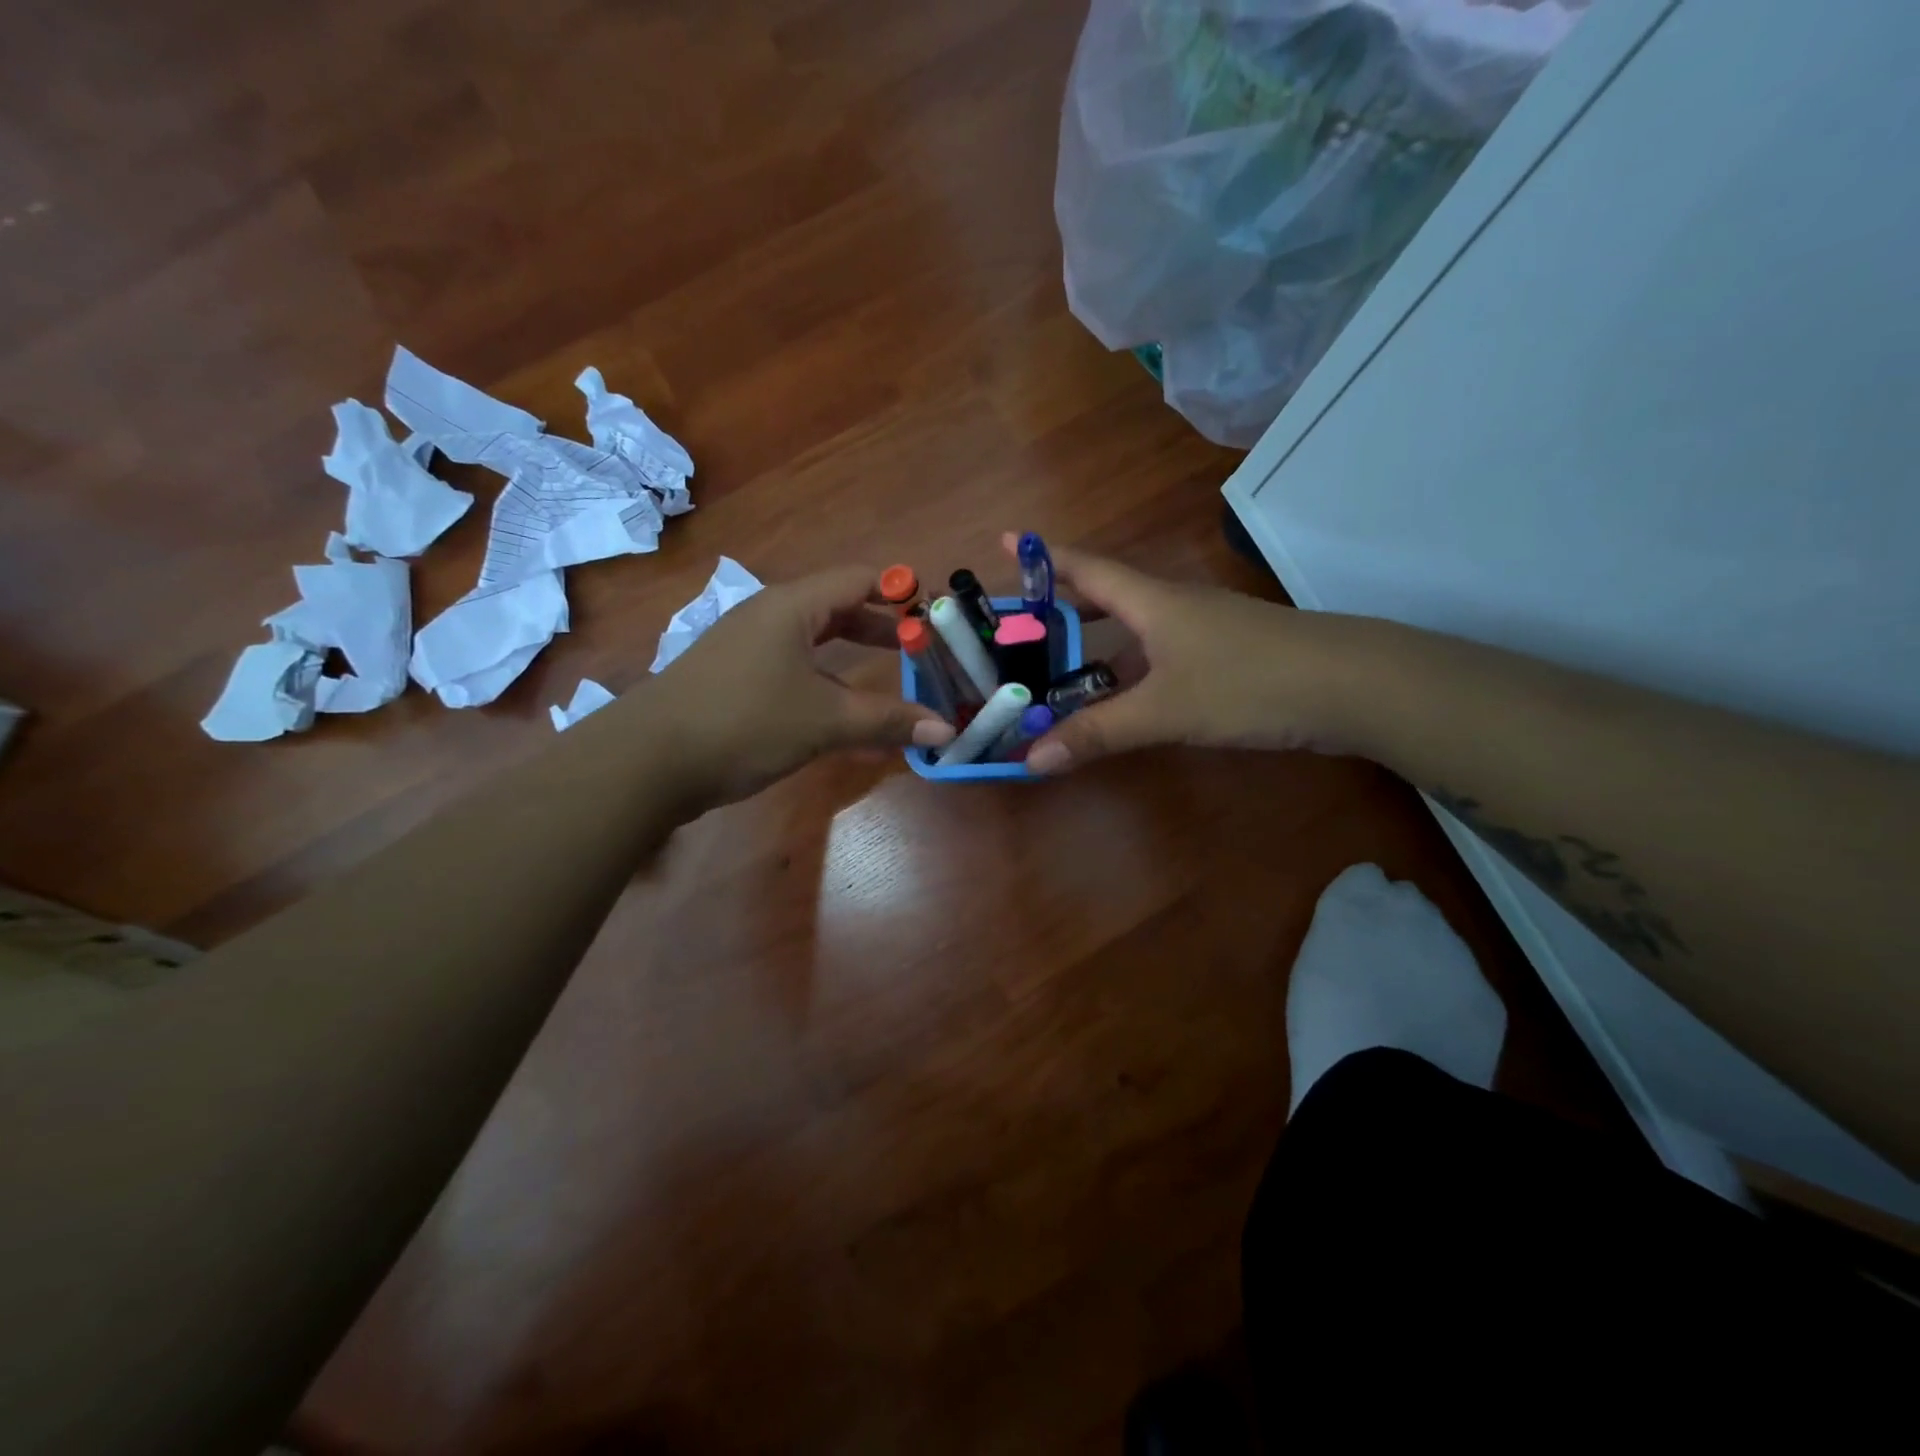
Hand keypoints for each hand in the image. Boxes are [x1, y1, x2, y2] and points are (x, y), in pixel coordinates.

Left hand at [649, 565, 955, 808]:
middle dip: (881, 626)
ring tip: (891, 678)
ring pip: (814, 641)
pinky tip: (841, 712)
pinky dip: (826, 681)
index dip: (899, 591)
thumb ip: (887, 721)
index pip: (858, 579)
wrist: (648, 759)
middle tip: (921, 648)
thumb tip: (947, 729)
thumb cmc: (744, 722)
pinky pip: (793, 667)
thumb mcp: (825, 720)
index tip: (934, 613)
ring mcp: (747, 647)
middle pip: (837, 607)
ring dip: (854, 656)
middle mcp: (769, 616)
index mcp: (791, 607)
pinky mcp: (734, 678)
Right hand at [1002, 534, 1345, 774]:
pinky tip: (1122, 697)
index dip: (1044, 559)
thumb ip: (1098, 732)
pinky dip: (1130, 671)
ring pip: (1136, 630)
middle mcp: (1174, 607)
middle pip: (1108, 596)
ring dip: (1096, 645)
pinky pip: (1160, 656)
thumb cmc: (1248, 683)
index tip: (1006, 543)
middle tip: (1020, 623)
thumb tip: (1031, 759)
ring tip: (1056, 669)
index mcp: (1152, 602)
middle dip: (1063, 605)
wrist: (1351, 685)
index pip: (1086, 569)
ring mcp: (1204, 632)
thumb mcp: (1164, 711)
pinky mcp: (1226, 657)